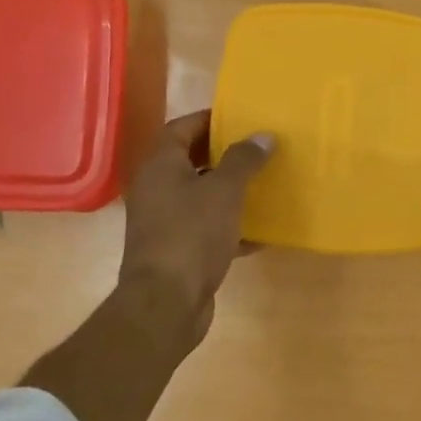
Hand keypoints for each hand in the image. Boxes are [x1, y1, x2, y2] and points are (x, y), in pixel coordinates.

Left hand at [119, 111, 274, 345]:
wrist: (166, 303)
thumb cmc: (191, 235)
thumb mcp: (224, 191)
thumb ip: (244, 160)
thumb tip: (263, 135)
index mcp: (160, 166)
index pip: (182, 127)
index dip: (210, 119)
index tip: (242, 118)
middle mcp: (156, 189)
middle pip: (191, 160)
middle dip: (225, 154)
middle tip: (259, 149)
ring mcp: (164, 222)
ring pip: (201, 196)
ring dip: (230, 190)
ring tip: (264, 184)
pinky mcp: (177, 250)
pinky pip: (206, 228)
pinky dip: (230, 226)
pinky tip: (260, 231)